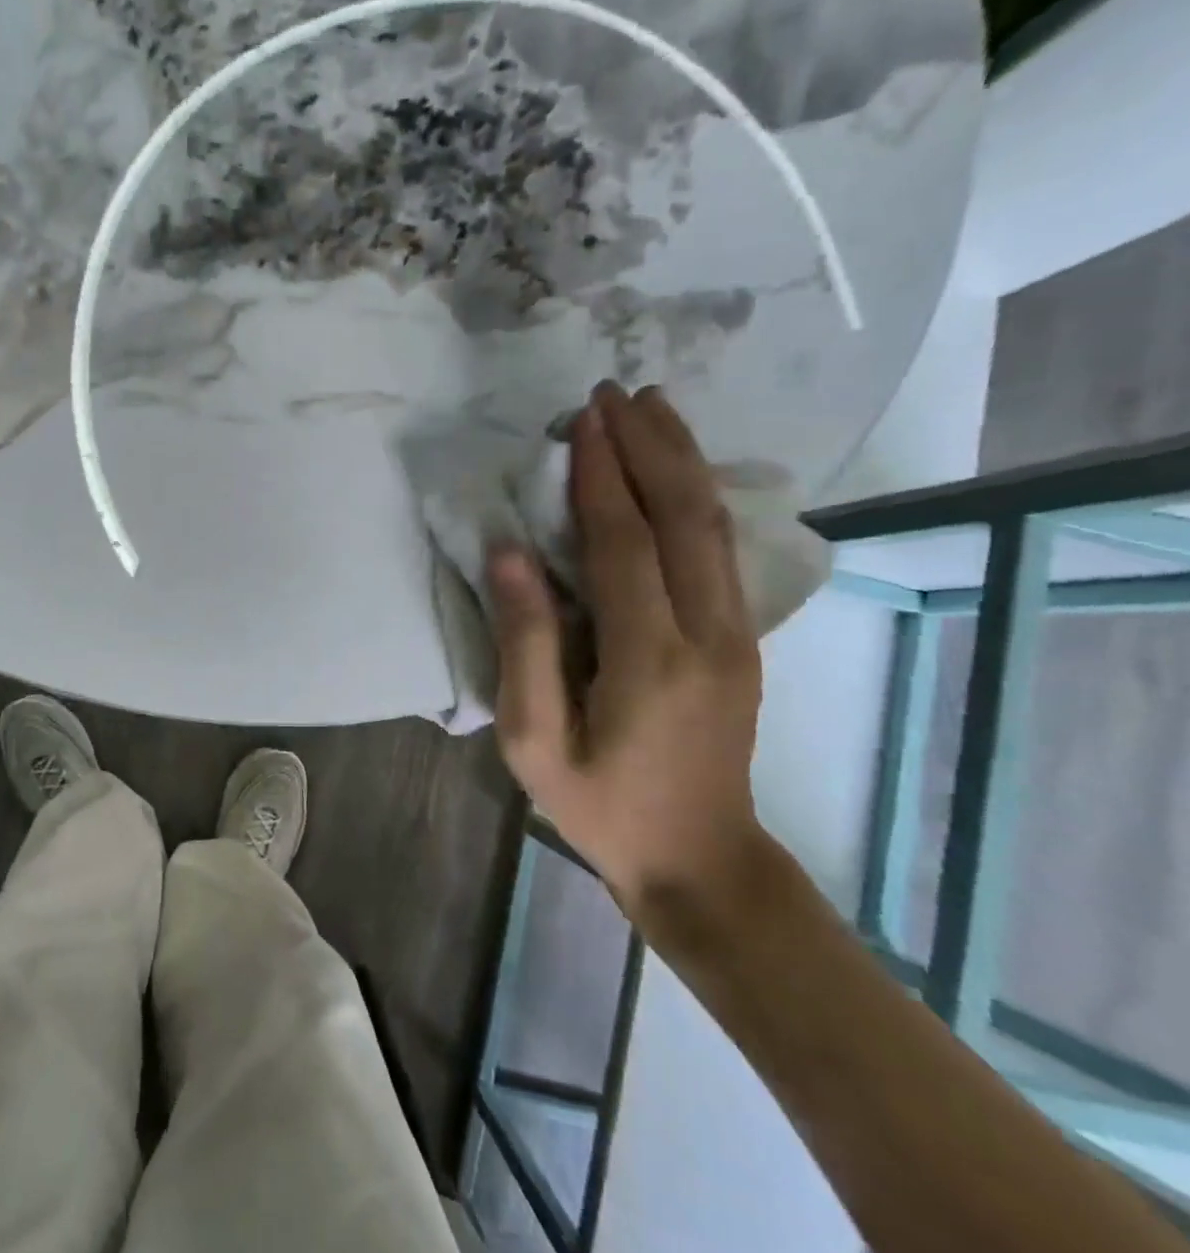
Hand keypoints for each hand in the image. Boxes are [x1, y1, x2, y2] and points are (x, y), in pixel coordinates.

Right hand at [487, 382, 764, 920]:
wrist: (700, 860)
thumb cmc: (599, 805)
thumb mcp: (534, 739)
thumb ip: (524, 644)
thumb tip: (509, 553)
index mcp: (648, 658)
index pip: (623, 542)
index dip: (601, 475)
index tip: (582, 419)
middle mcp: (708, 632)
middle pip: (684, 516)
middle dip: (650, 446)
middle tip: (617, 393)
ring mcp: (737, 635)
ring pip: (715, 525)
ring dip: (683, 459)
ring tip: (654, 407)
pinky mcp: (743, 640)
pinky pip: (722, 549)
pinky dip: (699, 496)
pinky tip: (680, 470)